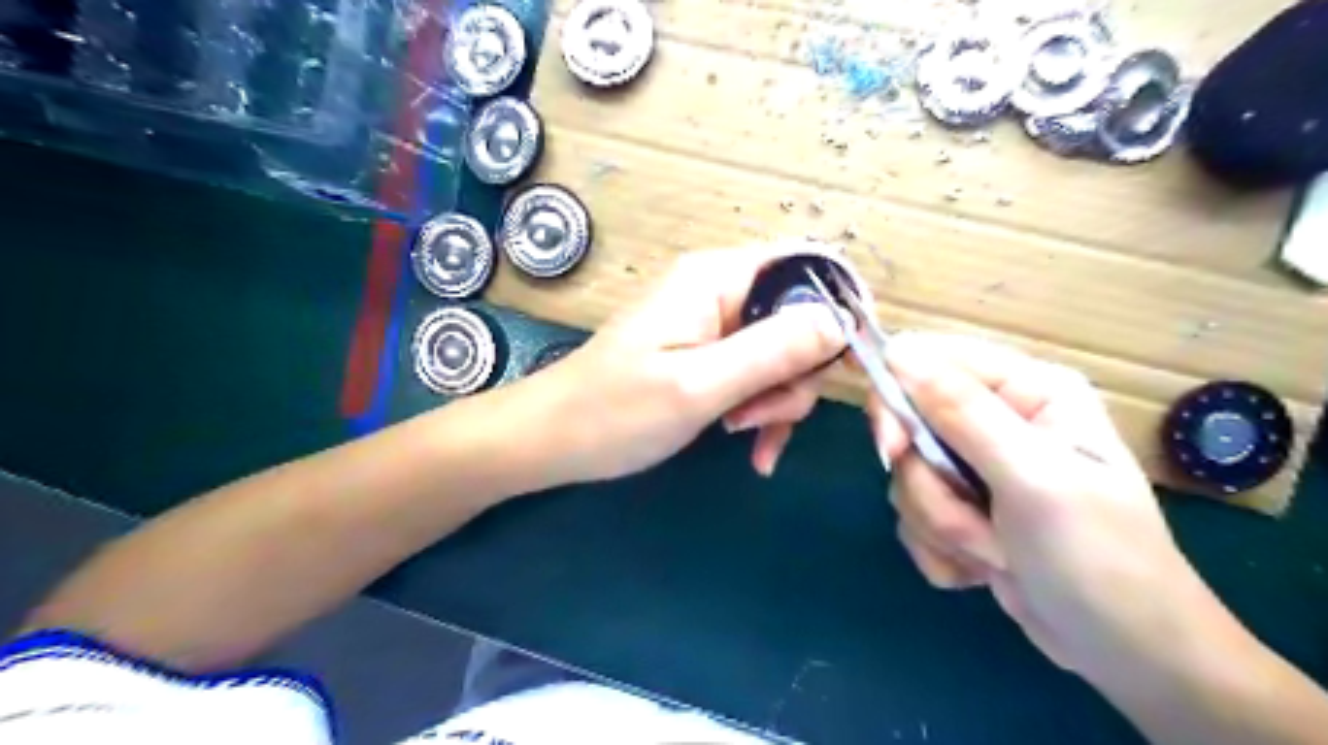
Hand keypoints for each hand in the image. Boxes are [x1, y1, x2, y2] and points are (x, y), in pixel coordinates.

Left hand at [528, 238, 845, 483]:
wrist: (552, 441)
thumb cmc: (615, 411)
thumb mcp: (699, 385)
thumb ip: (772, 350)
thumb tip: (840, 321)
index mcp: (717, 278)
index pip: (807, 263)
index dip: (841, 304)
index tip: (855, 360)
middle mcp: (720, 291)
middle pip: (800, 317)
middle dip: (797, 374)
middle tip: (763, 417)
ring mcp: (712, 325)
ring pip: (782, 354)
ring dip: (777, 401)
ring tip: (742, 436)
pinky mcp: (706, 356)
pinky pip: (756, 375)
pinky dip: (761, 410)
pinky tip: (751, 448)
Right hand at [873, 332, 1221, 679]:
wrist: (1126, 653)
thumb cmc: (1099, 558)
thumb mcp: (1033, 479)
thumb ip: (963, 413)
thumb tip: (898, 352)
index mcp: (1025, 390)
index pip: (927, 361)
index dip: (896, 399)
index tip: (892, 450)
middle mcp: (995, 419)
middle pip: (907, 425)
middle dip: (928, 485)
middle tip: (962, 518)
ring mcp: (975, 466)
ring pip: (907, 477)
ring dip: (940, 524)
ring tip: (994, 553)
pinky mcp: (961, 508)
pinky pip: (913, 514)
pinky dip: (940, 548)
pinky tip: (984, 568)